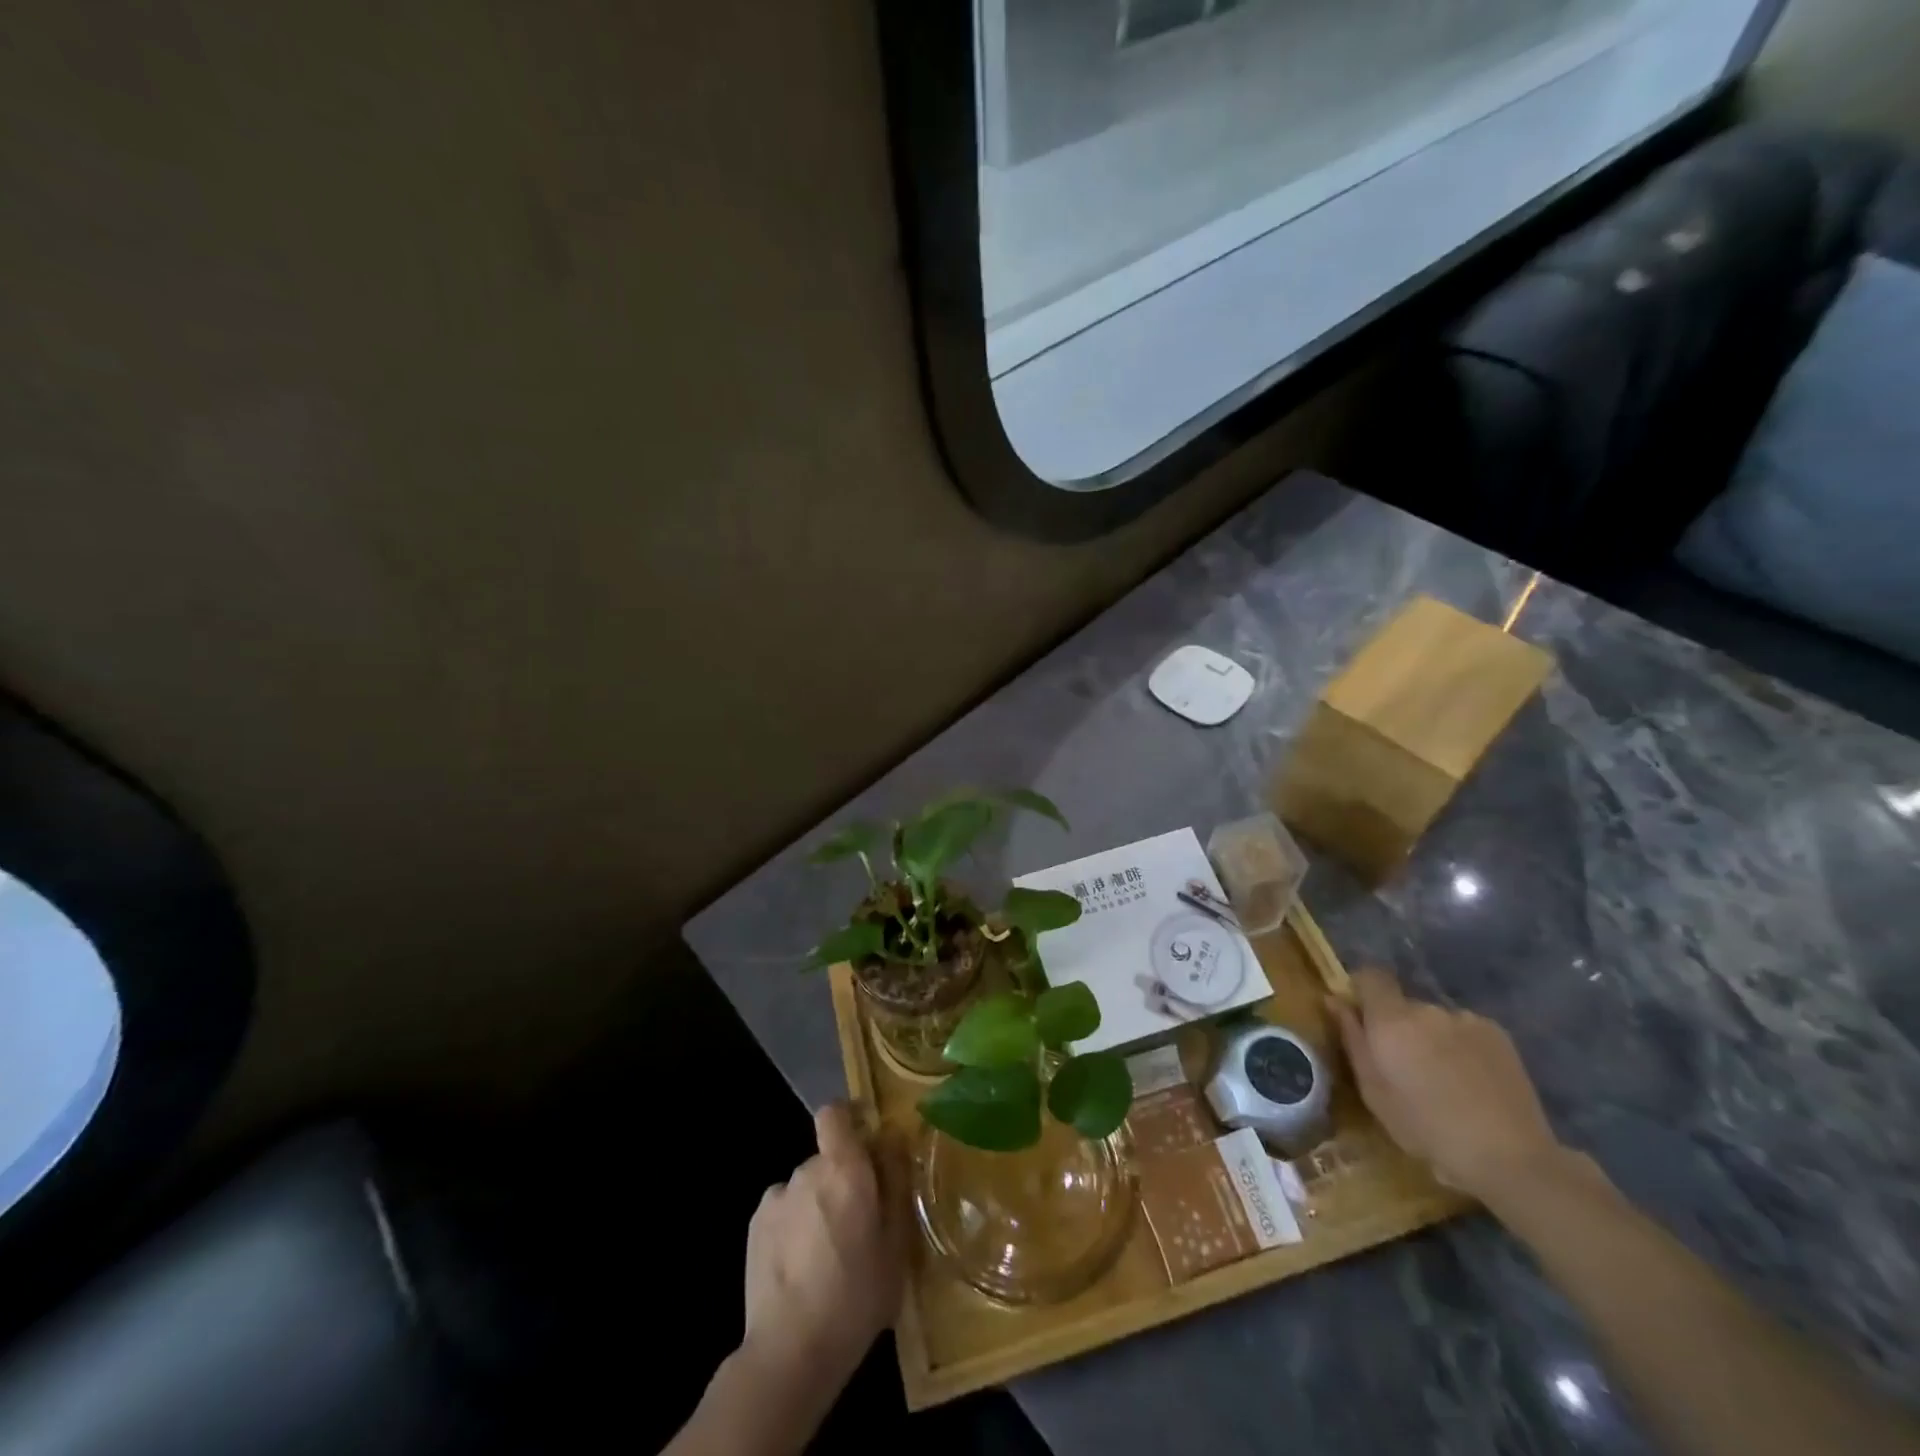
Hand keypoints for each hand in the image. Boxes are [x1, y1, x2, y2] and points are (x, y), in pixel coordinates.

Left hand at [741, 1103, 904, 1398]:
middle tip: (859, 1223)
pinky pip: (784, 1211)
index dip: (849, 1119)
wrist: (790, 1351)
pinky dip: (794, 1227)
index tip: (866, 1142)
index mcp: (844, 1168)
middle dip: (842, 1179)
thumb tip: (892, 1140)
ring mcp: (776, 1197)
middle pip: (827, 1158)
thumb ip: (896, 1184)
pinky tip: (801, 1267)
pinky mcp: (755, 1227)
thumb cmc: (856, 1296)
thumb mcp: (896, 1244)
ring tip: (827, 1255)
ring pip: (805, 1187)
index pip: (836, 1113)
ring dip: (817, 1205)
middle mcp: (807, 1170)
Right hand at [1330, 969, 1563, 1202]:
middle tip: (1405, 1067)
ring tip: (1444, 1080)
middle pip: (1403, 1004)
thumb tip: (1335, 1000)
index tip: (1362, 1018)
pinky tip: (1471, 1082)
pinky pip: (1464, 1030)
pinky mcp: (1498, 1034)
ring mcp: (1466, 1019)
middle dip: (1398, 1026)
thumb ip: (1352, 1040)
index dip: (1363, 990)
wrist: (1510, 1157)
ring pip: (1435, 1020)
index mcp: (1391, 1020)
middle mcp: (1427, 1009)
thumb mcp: (1374, 1092)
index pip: (1370, 976)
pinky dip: (1460, 1047)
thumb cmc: (1427, 1129)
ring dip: (1431, 1038)